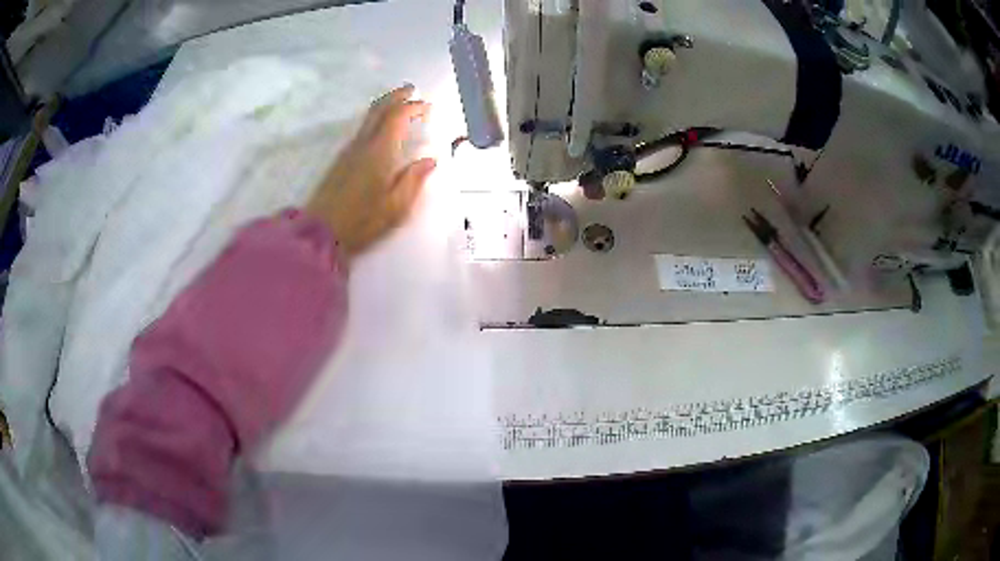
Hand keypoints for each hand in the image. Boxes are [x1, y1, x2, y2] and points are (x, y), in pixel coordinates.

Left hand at [306, 85, 435, 260]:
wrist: (322, 231)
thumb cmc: (362, 221)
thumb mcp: (396, 206)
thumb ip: (414, 180)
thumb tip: (429, 160)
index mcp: (380, 152)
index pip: (397, 117)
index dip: (413, 107)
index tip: (428, 106)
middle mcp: (363, 144)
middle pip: (379, 109)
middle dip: (397, 96)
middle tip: (411, 90)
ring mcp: (349, 151)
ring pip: (368, 118)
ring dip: (385, 105)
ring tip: (399, 103)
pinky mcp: (341, 160)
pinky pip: (362, 129)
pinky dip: (376, 119)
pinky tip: (381, 127)